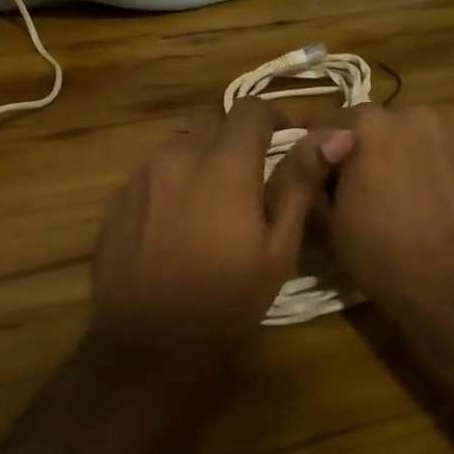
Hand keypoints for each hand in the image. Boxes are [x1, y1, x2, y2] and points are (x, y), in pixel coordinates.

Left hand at [88, 99, 355, 382]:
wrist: (148, 345)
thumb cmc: (226, 301)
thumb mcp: (277, 248)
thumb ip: (300, 182)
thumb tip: (335, 135)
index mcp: (222, 164)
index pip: (251, 109)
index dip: (277, 115)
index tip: (293, 136)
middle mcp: (177, 156)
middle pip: (214, 126)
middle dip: (238, 143)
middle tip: (255, 181)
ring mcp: (141, 176)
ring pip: (181, 148)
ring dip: (204, 161)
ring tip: (216, 205)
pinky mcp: (118, 198)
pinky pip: (153, 173)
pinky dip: (174, 183)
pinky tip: (179, 223)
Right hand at [326, 106, 453, 330]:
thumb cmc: (383, 256)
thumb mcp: (327, 220)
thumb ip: (311, 175)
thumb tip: (311, 153)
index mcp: (369, 125)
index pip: (327, 122)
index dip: (318, 150)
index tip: (316, 175)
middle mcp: (413, 116)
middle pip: (375, 126)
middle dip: (362, 150)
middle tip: (358, 190)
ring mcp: (453, 135)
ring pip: (411, 138)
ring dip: (399, 157)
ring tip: (399, 199)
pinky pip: (442, 156)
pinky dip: (432, 171)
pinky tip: (432, 206)